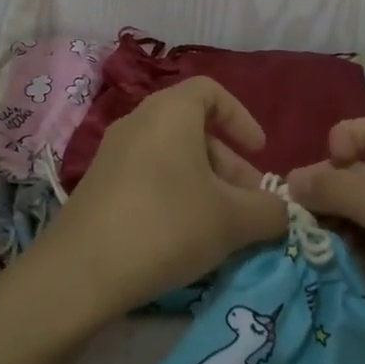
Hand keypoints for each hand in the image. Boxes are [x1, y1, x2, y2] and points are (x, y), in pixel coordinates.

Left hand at [26, 77, 287, 322]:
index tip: (259, 153)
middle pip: (194, 128)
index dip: (241, 118)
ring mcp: (113, 153)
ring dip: (204, 183)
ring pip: (171, 156)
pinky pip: (147, 176)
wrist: (80, 272)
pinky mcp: (97, 186)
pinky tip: (184, 238)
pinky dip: (174, 195)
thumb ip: (270, 211)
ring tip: (222, 226)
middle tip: (249, 203)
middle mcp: (139, 121)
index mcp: (171, 111)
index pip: (211, 91)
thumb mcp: (233, 221)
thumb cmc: (168, 225)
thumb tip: (284, 211)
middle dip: (229, 164)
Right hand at [287, 119, 364, 357]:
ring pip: (349, 212)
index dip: (339, 144)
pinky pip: (356, 245)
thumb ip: (339, 189)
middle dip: (321, 188)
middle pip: (351, 173)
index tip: (322, 174)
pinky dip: (335, 249)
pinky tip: (314, 259)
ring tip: (296, 240)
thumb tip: (290, 179)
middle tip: (289, 216)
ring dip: (324, 221)